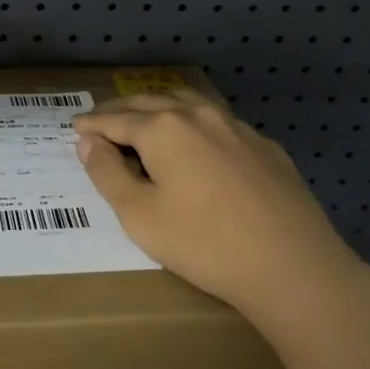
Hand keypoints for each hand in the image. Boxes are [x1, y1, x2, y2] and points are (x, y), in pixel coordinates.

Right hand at [72, 90, 361, 316]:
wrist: (293, 267)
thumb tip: (88, 142)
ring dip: (159, 106)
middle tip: (101, 119)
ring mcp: (236, 127)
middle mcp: (197, 114)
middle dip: (121, 109)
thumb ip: (107, 174)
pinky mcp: (265, 146)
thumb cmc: (205, 244)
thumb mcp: (140, 216)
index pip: (116, 119)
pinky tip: (198, 142)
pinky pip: (219, 122)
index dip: (92, 123)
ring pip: (188, 102)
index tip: (75, 126)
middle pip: (149, 102)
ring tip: (145, 117)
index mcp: (163, 128)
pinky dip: (195, 123)